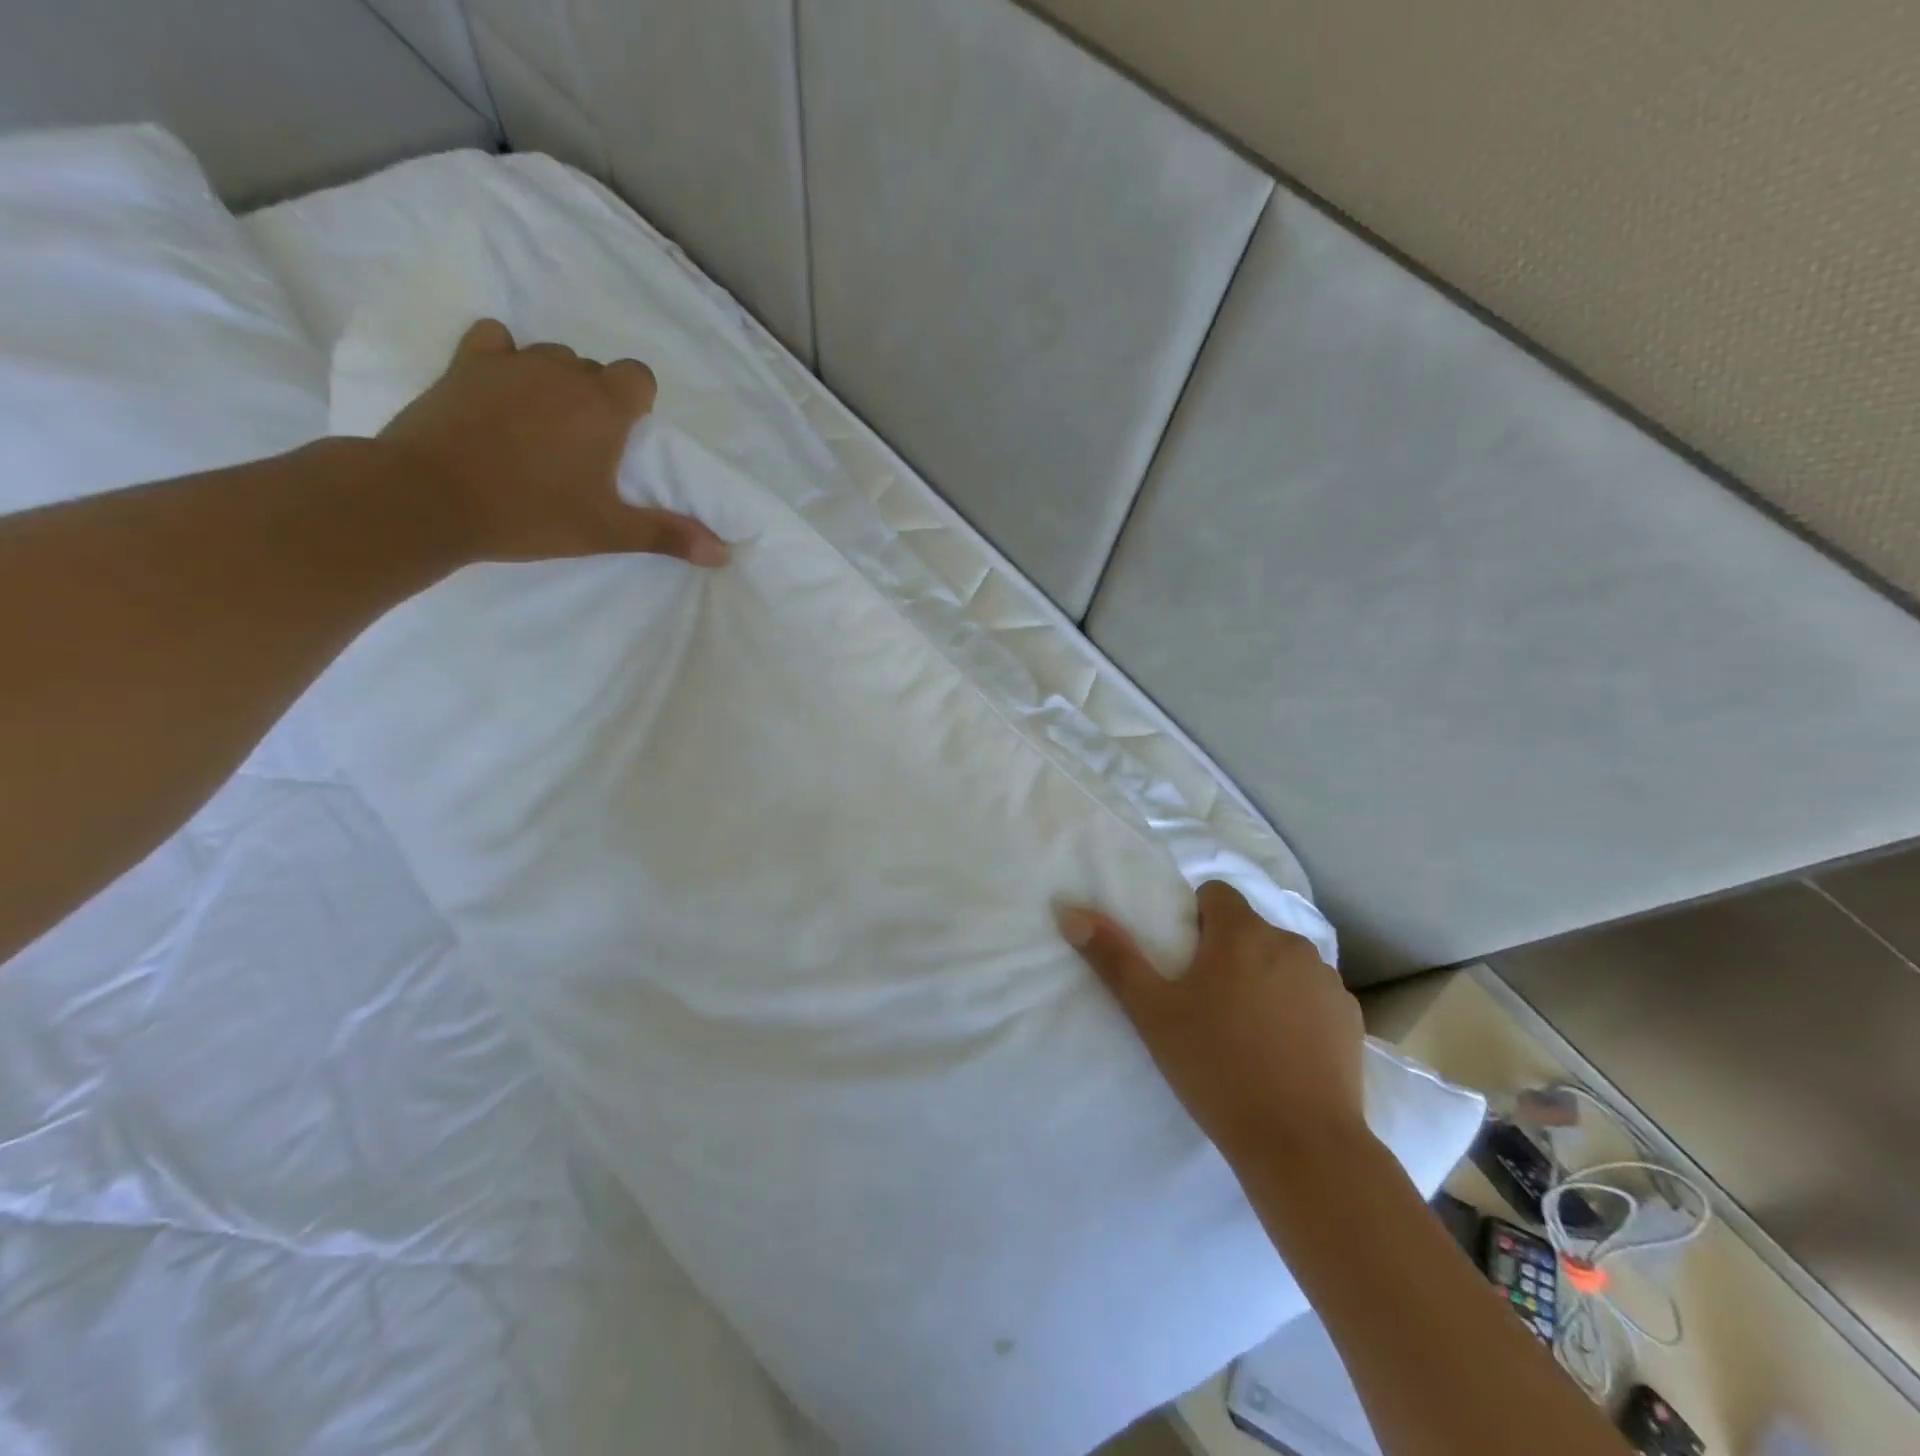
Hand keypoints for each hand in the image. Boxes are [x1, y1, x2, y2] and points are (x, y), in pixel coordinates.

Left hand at [379, 318, 728, 566]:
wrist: (430, 498)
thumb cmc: (531, 514)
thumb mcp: (608, 531)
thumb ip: (668, 534)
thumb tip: (724, 553)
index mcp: (604, 407)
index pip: (639, 377)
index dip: (637, 404)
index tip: (624, 439)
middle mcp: (563, 372)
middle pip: (595, 368)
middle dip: (597, 399)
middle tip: (584, 447)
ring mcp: (510, 363)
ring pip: (549, 357)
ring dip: (555, 382)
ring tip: (541, 425)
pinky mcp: (465, 364)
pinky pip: (495, 342)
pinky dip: (503, 358)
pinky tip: (500, 388)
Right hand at [1057, 881, 1367, 1169]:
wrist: (1302, 1146)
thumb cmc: (1216, 1068)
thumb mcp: (1151, 1012)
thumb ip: (1112, 956)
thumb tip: (1069, 911)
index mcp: (1242, 933)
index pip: (1215, 895)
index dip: (1195, 920)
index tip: (1183, 963)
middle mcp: (1290, 942)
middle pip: (1248, 928)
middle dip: (1226, 951)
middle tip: (1204, 1001)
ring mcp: (1327, 981)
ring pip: (1281, 960)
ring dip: (1263, 977)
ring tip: (1244, 1029)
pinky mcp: (1350, 1018)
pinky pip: (1312, 994)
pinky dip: (1295, 1008)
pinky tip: (1283, 1051)